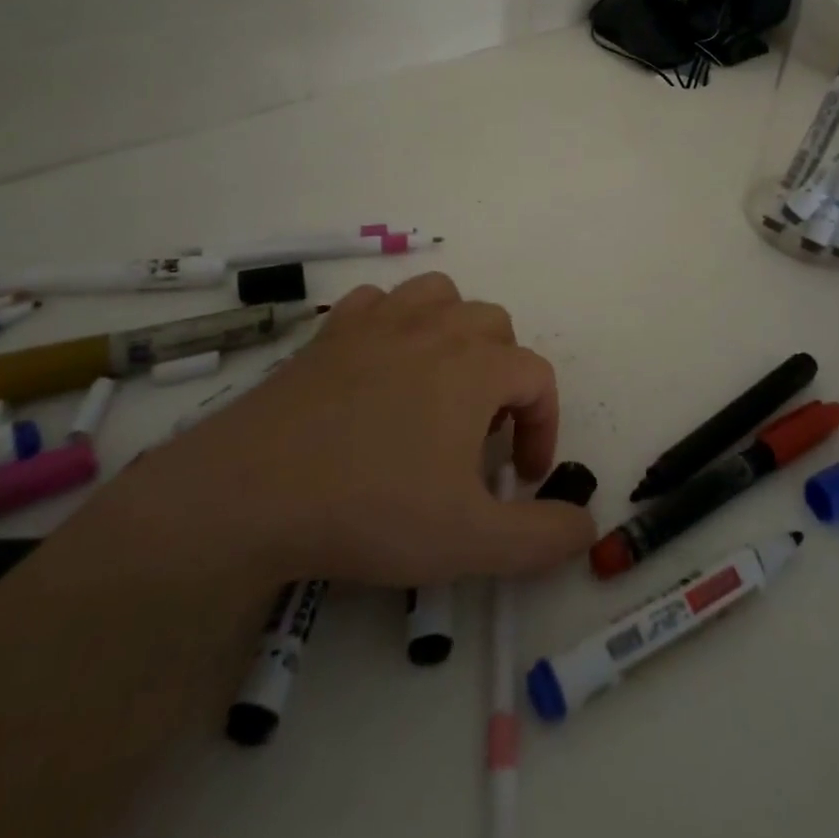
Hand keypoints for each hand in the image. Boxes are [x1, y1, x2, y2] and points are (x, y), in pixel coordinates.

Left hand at [132, 273, 595, 585]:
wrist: (251, 492)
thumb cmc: (371, 509)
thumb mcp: (470, 541)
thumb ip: (541, 538)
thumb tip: (587, 527)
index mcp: (476, 366)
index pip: (537, 377)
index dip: (544, 425)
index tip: (525, 477)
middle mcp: (435, 328)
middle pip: (495, 326)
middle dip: (504, 376)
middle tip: (481, 436)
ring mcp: (379, 322)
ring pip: (440, 296)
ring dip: (455, 332)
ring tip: (441, 383)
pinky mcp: (331, 332)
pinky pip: (377, 303)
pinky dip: (392, 324)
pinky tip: (381, 365)